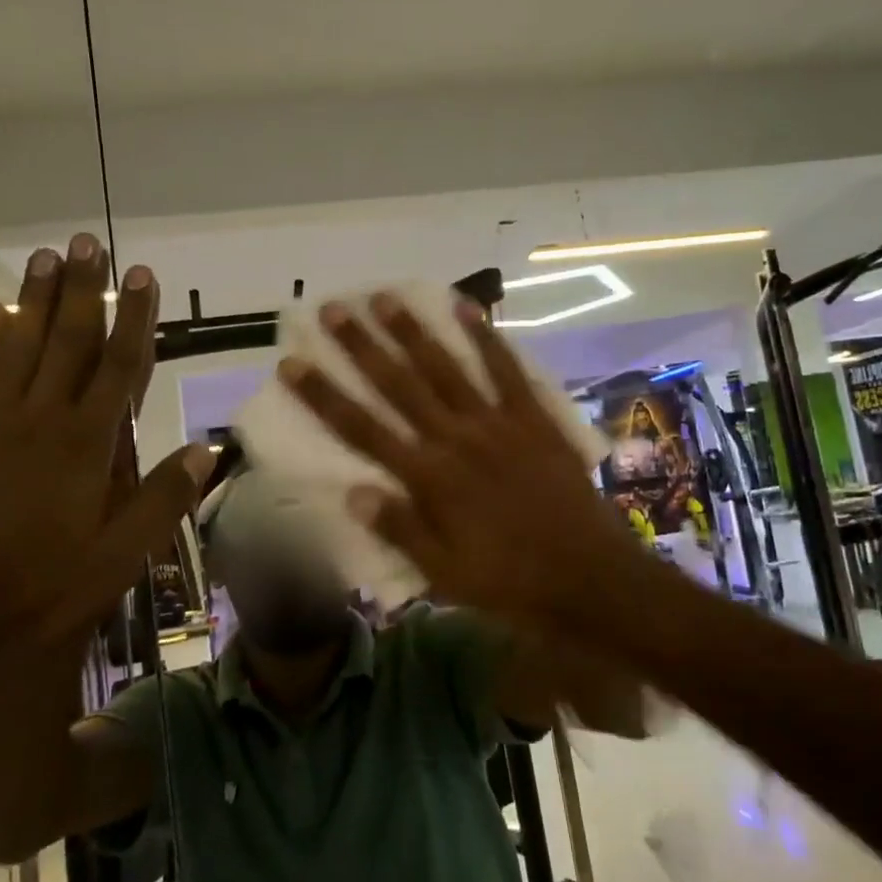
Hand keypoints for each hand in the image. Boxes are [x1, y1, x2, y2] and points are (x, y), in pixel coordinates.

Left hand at [0, 234, 212, 687]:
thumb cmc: (44, 592)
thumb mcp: (122, 557)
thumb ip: (164, 498)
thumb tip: (208, 449)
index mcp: (86, 445)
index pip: (119, 366)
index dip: (135, 318)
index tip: (142, 275)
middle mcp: (38, 421)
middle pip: (65, 342)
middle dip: (81, 291)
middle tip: (86, 243)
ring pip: (13, 349)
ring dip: (31, 301)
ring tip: (44, 258)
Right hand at [277, 292, 644, 630]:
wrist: (588, 577)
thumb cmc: (510, 583)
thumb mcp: (445, 574)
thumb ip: (400, 531)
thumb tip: (352, 493)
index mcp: (428, 478)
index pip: (362, 429)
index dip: (324, 396)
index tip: (293, 364)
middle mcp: (455, 439)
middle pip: (398, 385)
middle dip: (361, 346)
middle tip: (333, 309)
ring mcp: (497, 423)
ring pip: (445, 367)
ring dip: (412, 331)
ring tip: (384, 298)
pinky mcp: (533, 419)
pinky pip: (507, 370)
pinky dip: (487, 337)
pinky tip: (468, 308)